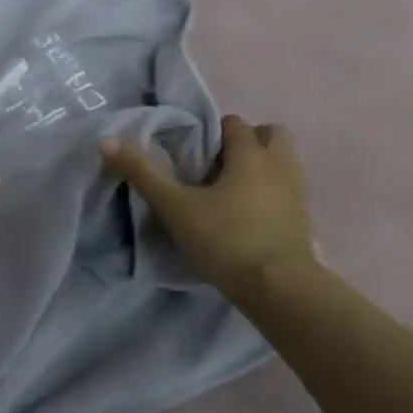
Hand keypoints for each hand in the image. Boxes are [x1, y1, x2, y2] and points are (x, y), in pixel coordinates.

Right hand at [101, 114, 318, 305]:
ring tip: (235, 191)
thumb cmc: (227, 239)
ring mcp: (298, 192)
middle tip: (220, 166)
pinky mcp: (305, 220)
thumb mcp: (176, 208)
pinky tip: (252, 217)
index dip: (212, 132)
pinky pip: (289, 191)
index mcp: (250, 153)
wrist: (280, 289)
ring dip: (264, 167)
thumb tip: (107, 140)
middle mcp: (280, 164)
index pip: (234, 123)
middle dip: (247, 142)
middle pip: (270, 134)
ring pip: (284, 162)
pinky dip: (273, 194)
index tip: (193, 154)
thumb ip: (143, 174)